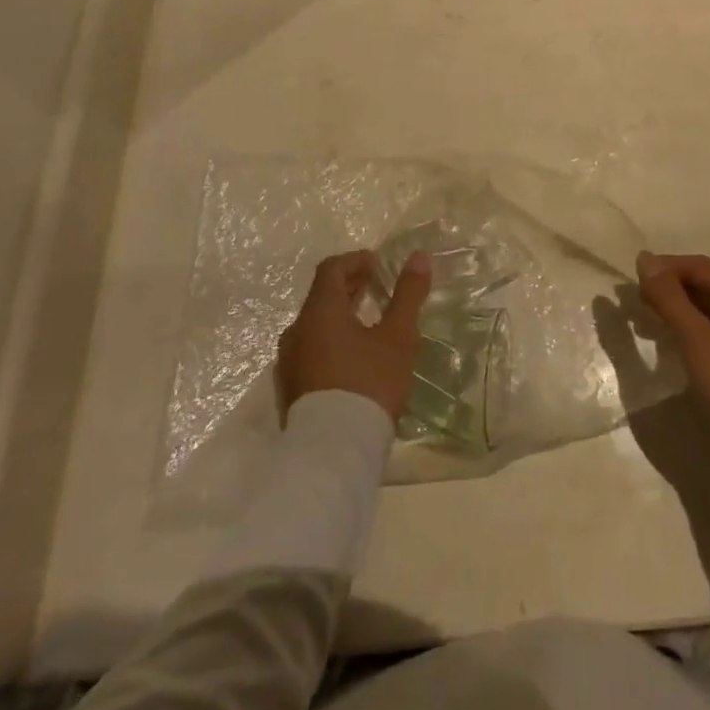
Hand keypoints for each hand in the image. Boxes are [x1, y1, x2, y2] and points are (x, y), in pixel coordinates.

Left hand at [277, 249, 429, 422]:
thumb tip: (419, 256)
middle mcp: (297, 331)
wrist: (333, 454)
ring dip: (341, 315)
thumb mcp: (397, 336)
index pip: (331, 269)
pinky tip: (354, 359)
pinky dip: (331, 340)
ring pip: (315, 325)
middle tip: (378, 288)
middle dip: (351, 287)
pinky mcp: (291, 390)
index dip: (356, 261)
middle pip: (321, 296)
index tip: (379, 265)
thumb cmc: (368, 383)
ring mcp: (289, 362)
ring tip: (370, 323)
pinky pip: (311, 350)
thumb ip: (408, 294)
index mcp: (319, 311)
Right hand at [636, 251, 709, 466]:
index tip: (635, 281)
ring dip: (691, 309)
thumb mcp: (698, 342)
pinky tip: (698, 346)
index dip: (663, 268)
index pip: (697, 265)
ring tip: (664, 325)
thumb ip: (670, 299)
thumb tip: (646, 260)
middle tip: (644, 305)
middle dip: (675, 289)